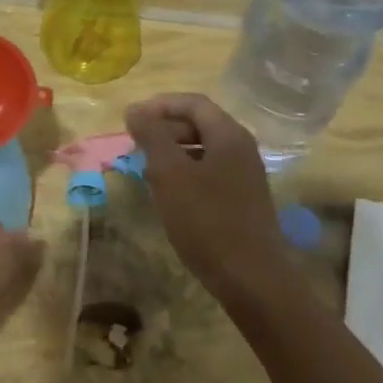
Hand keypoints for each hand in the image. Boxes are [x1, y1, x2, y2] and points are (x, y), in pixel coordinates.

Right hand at [125, 94, 292, 301]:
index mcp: (229, 135)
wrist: (252, 280)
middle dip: (164, 128)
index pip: (193, 102)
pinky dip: (185, 172)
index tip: (131, 119)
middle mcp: (242, 148)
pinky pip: (209, 172)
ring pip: (203, 149)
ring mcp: (245, 175)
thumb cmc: (207, 221)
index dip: (160, 105)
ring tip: (145, 168)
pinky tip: (168, 194)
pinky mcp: (243, 199)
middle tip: (134, 144)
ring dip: (172, 152)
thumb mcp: (170, 175)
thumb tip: (136, 109)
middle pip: (199, 123)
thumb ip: (152, 137)